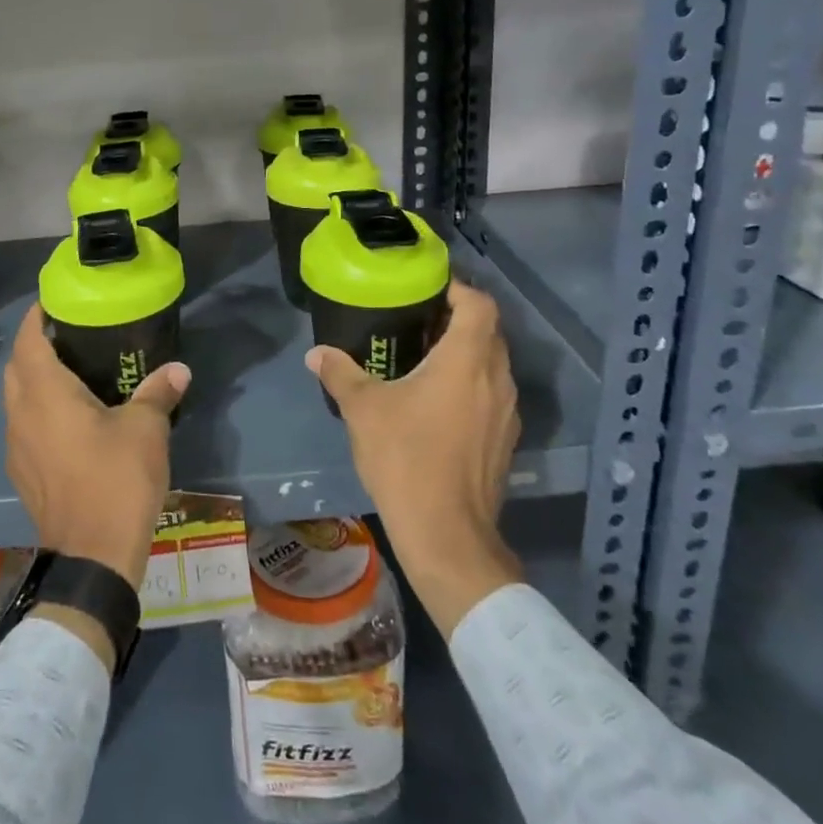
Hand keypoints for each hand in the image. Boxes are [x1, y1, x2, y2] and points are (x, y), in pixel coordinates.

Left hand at [4, 303, 188, 592]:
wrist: (93, 557)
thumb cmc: (116, 481)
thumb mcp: (146, 430)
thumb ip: (158, 393)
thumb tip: (178, 369)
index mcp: (45, 395)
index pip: (28, 341)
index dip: (36, 317)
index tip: (55, 302)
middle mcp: (21, 416)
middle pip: (16, 367)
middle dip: (34, 346)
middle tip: (69, 335)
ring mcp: (18, 448)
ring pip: (16, 399)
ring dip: (33, 380)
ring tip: (71, 373)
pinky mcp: (23, 474)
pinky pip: (23, 427)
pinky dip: (37, 410)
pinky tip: (69, 420)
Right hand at [307, 280, 523, 636]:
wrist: (447, 534)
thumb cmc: (406, 458)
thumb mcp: (363, 410)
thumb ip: (340, 374)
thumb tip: (316, 353)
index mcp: (466, 360)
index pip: (479, 304)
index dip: (458, 289)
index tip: (428, 290)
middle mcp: (496, 378)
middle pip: (489, 332)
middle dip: (458, 320)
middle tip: (418, 321)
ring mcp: (507, 412)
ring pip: (493, 365)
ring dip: (466, 353)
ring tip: (425, 358)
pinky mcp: (505, 440)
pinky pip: (492, 394)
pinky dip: (471, 384)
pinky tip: (438, 403)